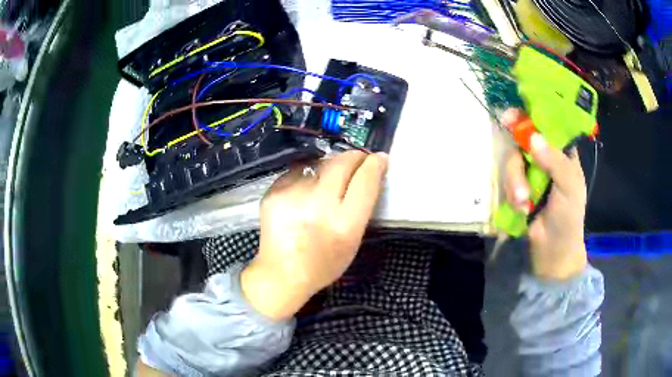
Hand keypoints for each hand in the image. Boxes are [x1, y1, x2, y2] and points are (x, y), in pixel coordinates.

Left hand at [242, 151, 388, 319]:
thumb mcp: (353, 241)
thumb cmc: (323, 264)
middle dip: (354, 157)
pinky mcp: (273, 192)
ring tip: (330, 180)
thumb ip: (362, 206)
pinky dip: (308, 176)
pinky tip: (306, 192)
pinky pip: (298, 172)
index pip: (364, 181)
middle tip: (358, 159)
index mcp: (343, 224)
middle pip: (341, 164)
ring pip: (319, 164)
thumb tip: (370, 172)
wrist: (281, 274)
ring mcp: (291, 196)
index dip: (374, 165)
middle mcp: (317, 205)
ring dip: (330, 167)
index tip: (378, 158)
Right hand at [503, 109, 587, 279]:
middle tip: (505, 157)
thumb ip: (555, 162)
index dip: (530, 116)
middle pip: (523, 141)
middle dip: (518, 156)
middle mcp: (545, 158)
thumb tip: (533, 137)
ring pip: (513, 162)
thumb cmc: (568, 219)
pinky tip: (521, 208)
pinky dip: (512, 193)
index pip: (547, 125)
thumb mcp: (569, 188)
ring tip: (524, 202)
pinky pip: (508, 180)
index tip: (512, 115)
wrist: (553, 252)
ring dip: (515, 181)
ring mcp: (530, 173)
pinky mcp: (518, 188)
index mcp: (562, 153)